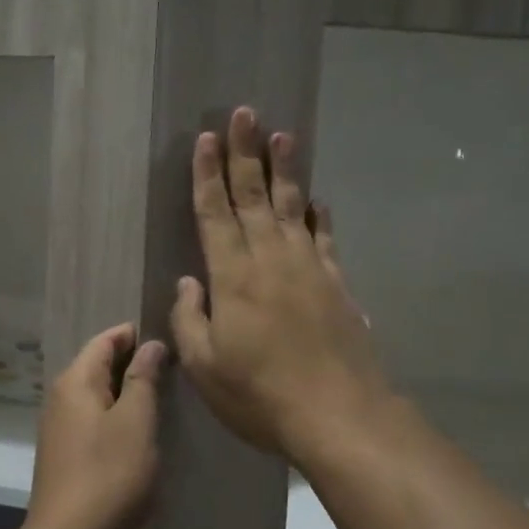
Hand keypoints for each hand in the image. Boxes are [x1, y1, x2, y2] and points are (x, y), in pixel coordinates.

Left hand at [25, 323, 167, 528]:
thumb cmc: (108, 476)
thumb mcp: (135, 422)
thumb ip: (143, 379)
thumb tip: (150, 344)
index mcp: (75, 381)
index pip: (105, 340)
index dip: (134, 334)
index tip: (169, 335)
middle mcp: (61, 398)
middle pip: (99, 365)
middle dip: (134, 362)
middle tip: (175, 365)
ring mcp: (61, 428)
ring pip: (99, 395)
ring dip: (128, 391)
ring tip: (165, 394)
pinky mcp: (67, 455)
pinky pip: (95, 420)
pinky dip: (118, 416)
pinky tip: (142, 429)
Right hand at [170, 107, 391, 461]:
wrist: (338, 414)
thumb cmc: (260, 394)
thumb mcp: (205, 366)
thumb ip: (190, 318)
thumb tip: (190, 281)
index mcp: (233, 276)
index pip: (215, 213)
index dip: (207, 175)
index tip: (205, 139)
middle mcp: (270, 259)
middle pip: (253, 196)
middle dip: (245, 153)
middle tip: (243, 114)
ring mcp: (308, 268)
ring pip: (291, 207)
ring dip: (284, 170)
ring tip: (282, 135)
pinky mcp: (336, 283)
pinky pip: (324, 238)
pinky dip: (319, 215)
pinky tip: (316, 199)